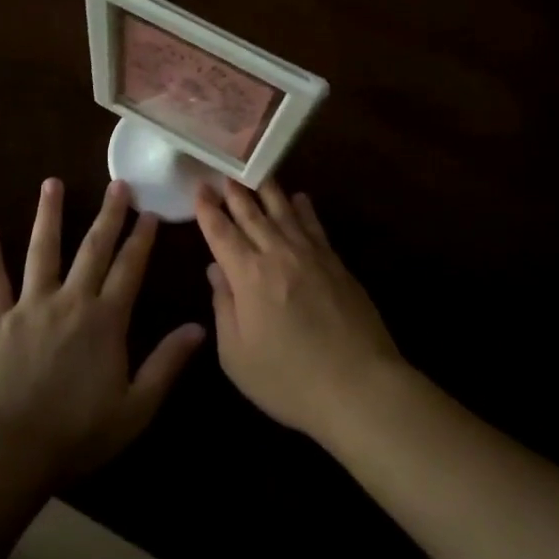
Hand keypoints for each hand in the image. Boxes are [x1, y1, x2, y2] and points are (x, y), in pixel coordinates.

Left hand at [0, 178, 204, 481]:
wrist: (7, 449)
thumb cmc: (76, 433)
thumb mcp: (135, 408)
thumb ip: (166, 364)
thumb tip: (199, 327)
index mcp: (105, 319)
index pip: (129, 268)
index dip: (141, 239)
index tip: (150, 212)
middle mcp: (70, 301)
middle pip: (93, 249)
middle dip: (108, 215)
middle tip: (118, 184)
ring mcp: (30, 306)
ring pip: (42, 252)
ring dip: (49, 216)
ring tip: (52, 184)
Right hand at [197, 178, 403, 443]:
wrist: (359, 387)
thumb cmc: (289, 380)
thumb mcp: (237, 356)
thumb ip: (223, 308)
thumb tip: (216, 271)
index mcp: (248, 276)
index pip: (221, 233)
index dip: (207, 210)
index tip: (199, 188)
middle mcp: (277, 254)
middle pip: (251, 214)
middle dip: (234, 192)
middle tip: (223, 171)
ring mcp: (311, 255)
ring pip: (284, 212)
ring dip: (267, 190)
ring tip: (255, 172)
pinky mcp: (336, 263)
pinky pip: (315, 226)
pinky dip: (304, 209)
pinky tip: (300, 197)